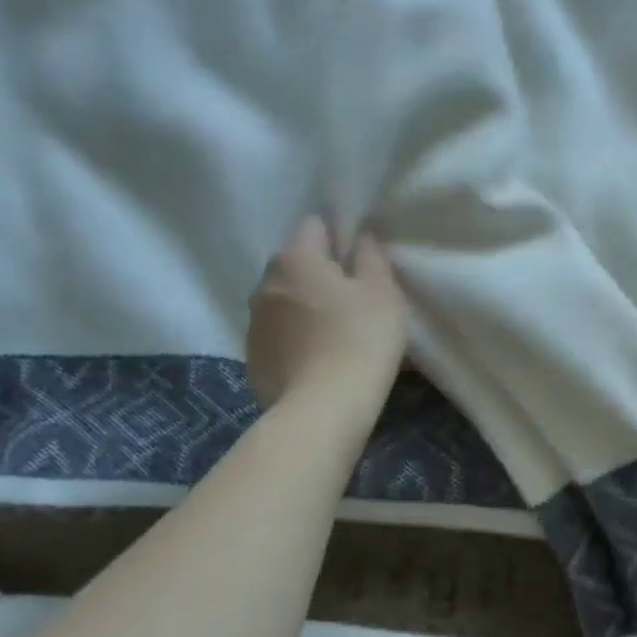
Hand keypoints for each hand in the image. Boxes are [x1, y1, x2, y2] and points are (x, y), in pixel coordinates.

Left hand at [247, 217, 407, 417]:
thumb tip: (360, 236)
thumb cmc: (360, 341)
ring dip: (304, 307)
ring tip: (334, 335)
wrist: (322, 411)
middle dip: (320, 274)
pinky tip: (317, 360)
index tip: (361, 266)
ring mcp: (253, 322)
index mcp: (296, 258)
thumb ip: (371, 256)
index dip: (340, 239)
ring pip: (284, 300)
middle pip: (296, 264)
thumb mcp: (383, 293)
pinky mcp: (252, 357)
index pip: (315, 226)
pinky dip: (294, 338)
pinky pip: (278, 334)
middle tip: (353, 302)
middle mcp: (265, 282)